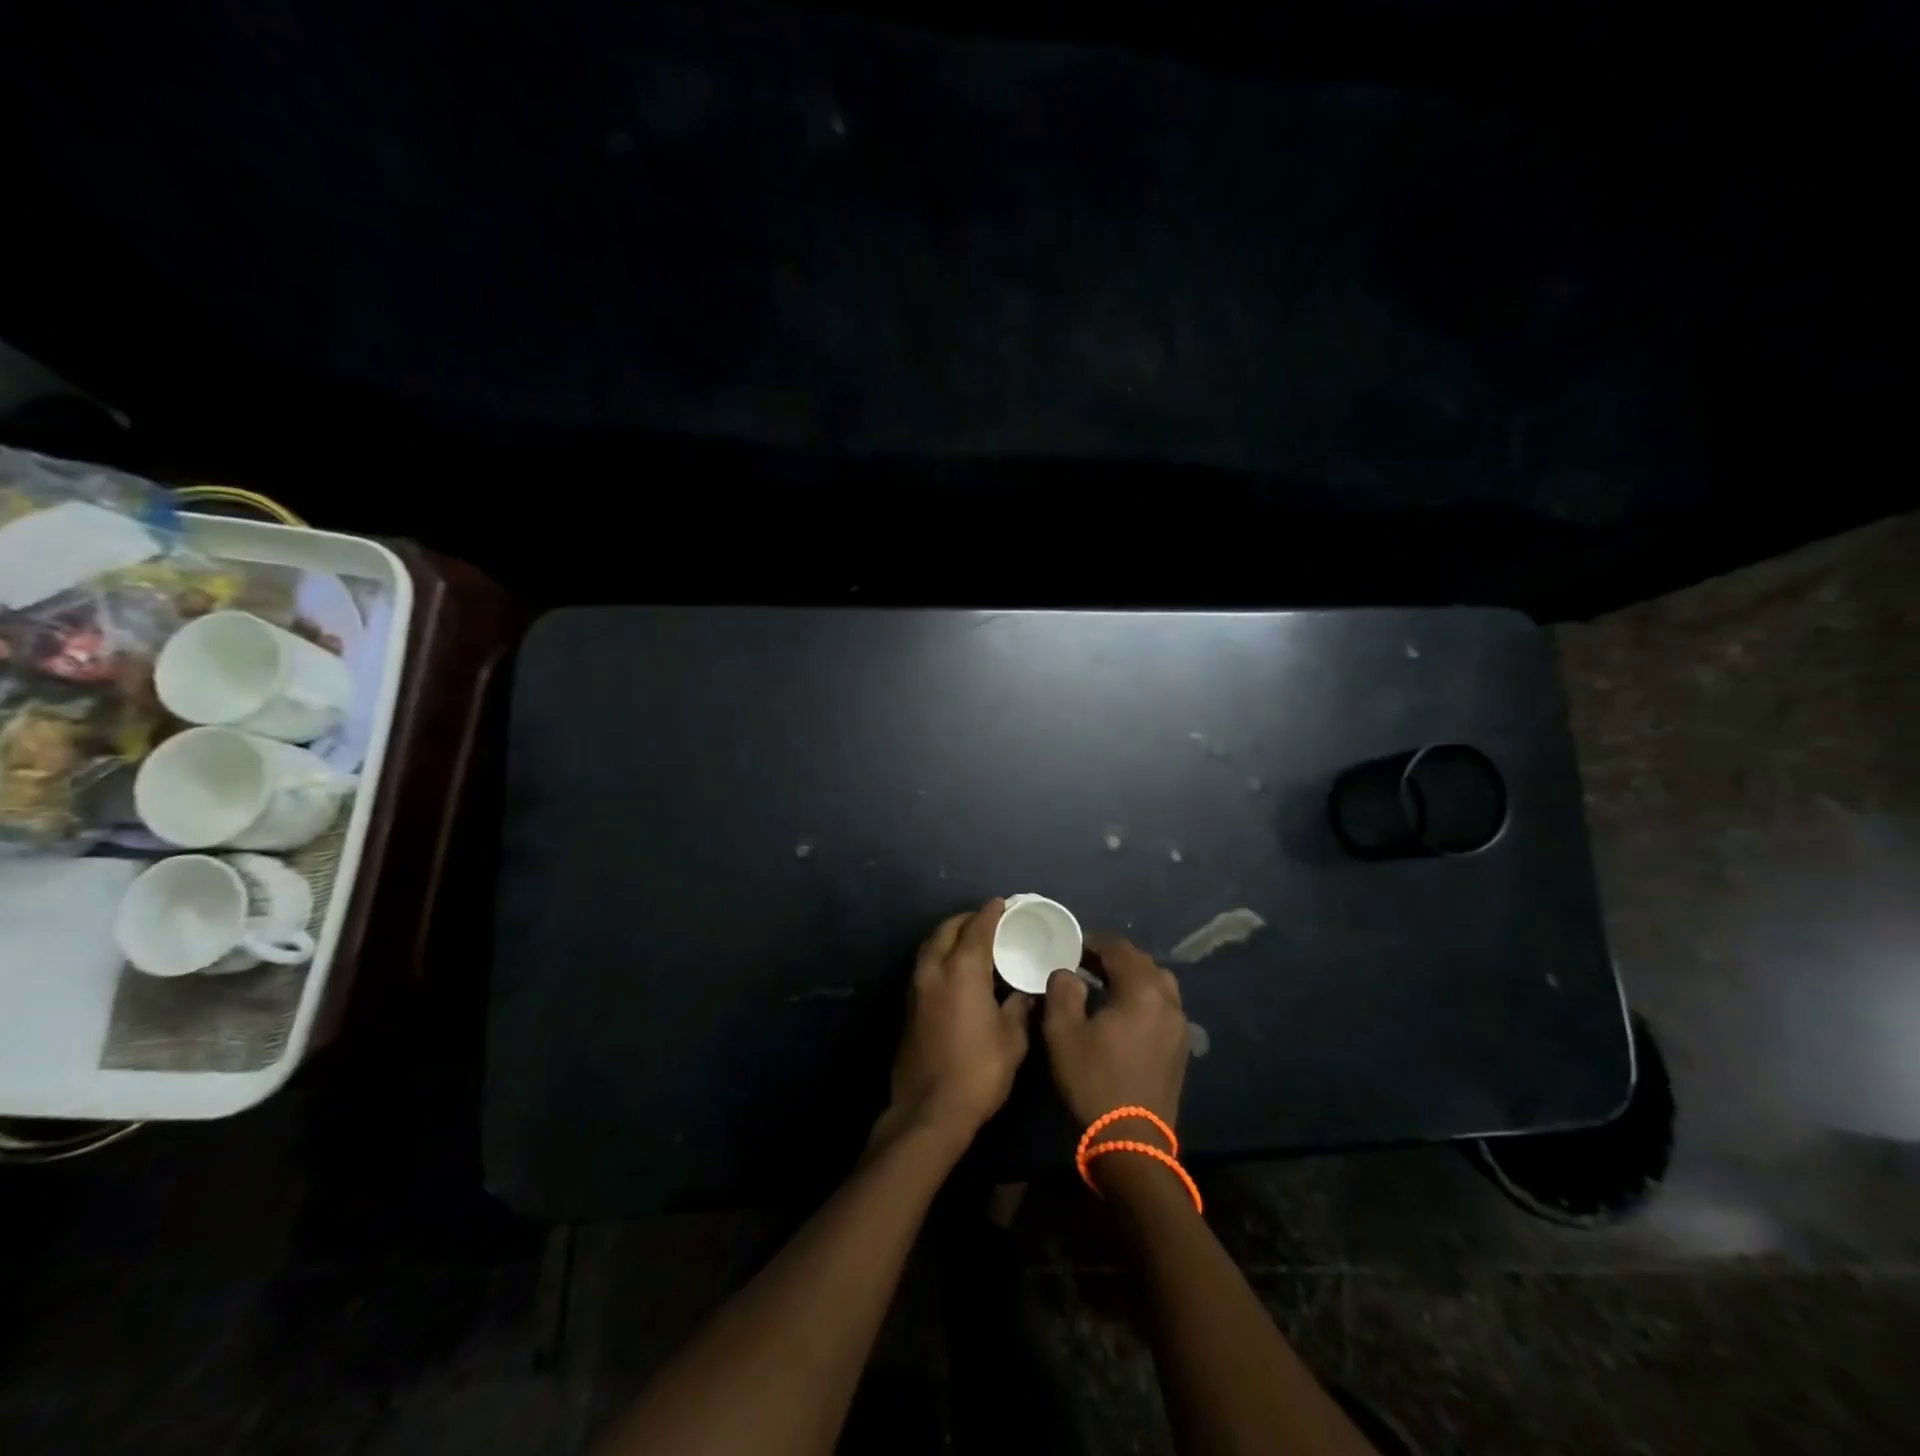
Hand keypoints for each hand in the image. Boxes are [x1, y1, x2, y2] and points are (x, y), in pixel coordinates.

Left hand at [882, 898, 1032, 1147]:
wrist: (929, 1110)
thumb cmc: (978, 1072)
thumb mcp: (1012, 1040)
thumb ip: (1019, 1007)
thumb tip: (1025, 993)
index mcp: (962, 970)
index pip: (977, 928)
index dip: (991, 913)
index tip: (1003, 903)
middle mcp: (934, 969)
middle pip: (948, 929)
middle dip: (967, 920)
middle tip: (989, 921)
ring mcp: (916, 986)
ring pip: (931, 945)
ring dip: (950, 935)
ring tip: (972, 940)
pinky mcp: (909, 1005)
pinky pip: (925, 964)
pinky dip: (941, 955)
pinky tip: (957, 969)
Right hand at [1042, 935, 1189, 1130]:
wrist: (1131, 1142)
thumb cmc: (1094, 1080)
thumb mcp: (1063, 1032)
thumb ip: (1062, 991)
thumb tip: (1067, 973)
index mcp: (1142, 990)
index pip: (1119, 949)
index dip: (1094, 942)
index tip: (1072, 947)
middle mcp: (1168, 1001)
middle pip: (1143, 963)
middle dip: (1114, 958)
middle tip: (1086, 964)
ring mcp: (1179, 1026)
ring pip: (1158, 984)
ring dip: (1132, 978)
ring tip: (1105, 986)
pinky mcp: (1181, 1048)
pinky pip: (1163, 1007)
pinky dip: (1144, 999)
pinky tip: (1123, 1014)